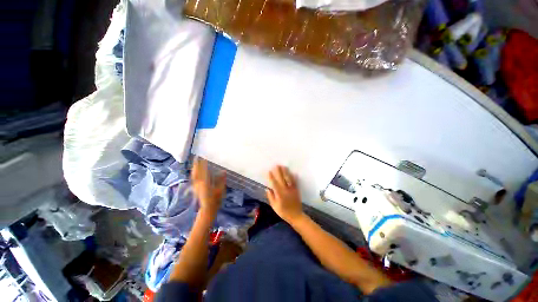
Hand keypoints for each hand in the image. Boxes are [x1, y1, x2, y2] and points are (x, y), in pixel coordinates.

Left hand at [191, 157, 225, 218]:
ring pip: (194, 175)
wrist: (208, 208)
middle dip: (197, 164)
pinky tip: (195, 172)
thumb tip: (224, 171)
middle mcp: (198, 183)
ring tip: (195, 162)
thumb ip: (221, 180)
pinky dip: (194, 173)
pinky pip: (193, 178)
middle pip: (196, 172)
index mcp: (205, 182)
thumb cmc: (216, 199)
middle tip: (197, 157)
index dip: (204, 164)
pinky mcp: (195, 188)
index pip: (204, 170)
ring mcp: (195, 186)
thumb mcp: (221, 189)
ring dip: (194, 168)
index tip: (204, 158)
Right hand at [266, 165, 303, 222]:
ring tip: (283, 166)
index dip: (271, 177)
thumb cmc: (283, 212)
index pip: (274, 183)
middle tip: (276, 165)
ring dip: (286, 172)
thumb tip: (267, 189)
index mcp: (279, 194)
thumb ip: (271, 197)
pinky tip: (294, 173)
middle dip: (279, 171)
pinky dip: (294, 177)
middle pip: (281, 179)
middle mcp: (285, 190)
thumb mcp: (274, 206)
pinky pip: (295, 182)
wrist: (296, 216)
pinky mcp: (296, 190)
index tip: (269, 171)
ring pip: (289, 179)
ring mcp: (292, 189)